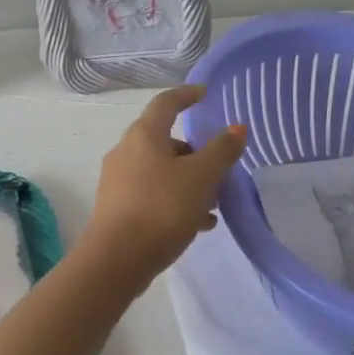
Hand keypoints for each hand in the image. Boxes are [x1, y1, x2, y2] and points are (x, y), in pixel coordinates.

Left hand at [83, 86, 246, 282]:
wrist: (116, 260)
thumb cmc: (161, 209)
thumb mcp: (200, 178)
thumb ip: (221, 151)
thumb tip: (236, 128)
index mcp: (143, 135)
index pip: (166, 103)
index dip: (187, 95)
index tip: (205, 94)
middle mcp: (126, 152)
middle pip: (165, 141)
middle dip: (195, 152)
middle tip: (220, 167)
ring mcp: (118, 181)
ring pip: (161, 171)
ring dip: (188, 181)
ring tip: (214, 204)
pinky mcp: (117, 208)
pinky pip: (153, 195)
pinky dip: (175, 201)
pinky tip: (198, 225)